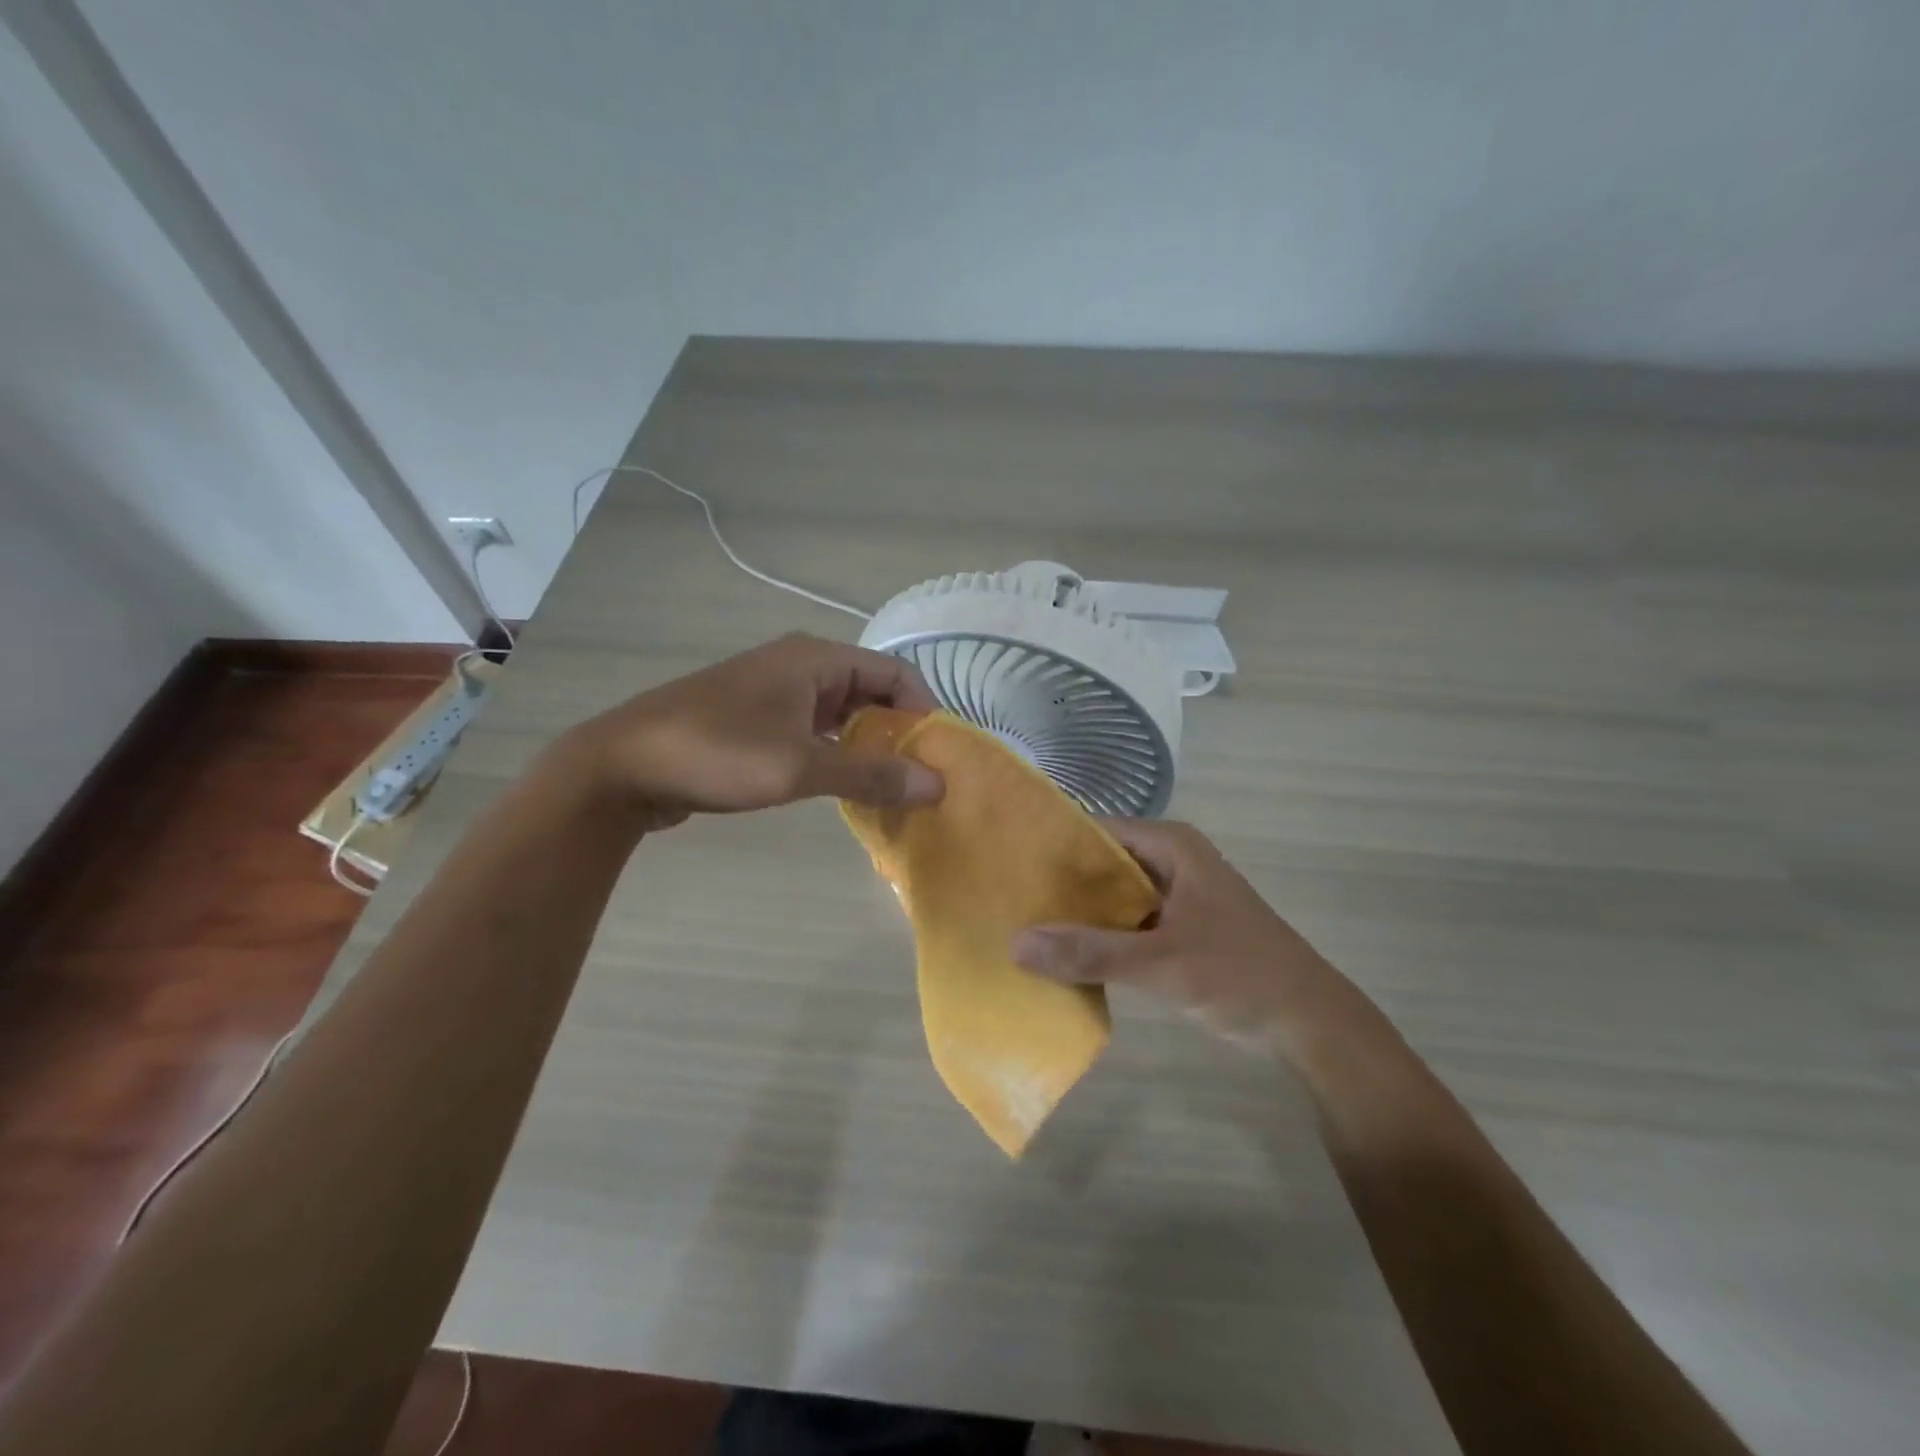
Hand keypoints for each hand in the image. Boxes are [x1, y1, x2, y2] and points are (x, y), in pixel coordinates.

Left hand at [562, 634, 943, 829]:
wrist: (621, 766)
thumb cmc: (717, 753)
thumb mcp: (799, 766)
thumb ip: (871, 774)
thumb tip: (936, 784)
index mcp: (815, 659)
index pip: (894, 673)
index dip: (922, 711)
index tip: (937, 757)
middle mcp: (799, 666)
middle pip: (871, 692)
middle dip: (898, 732)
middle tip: (918, 779)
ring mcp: (774, 692)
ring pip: (842, 714)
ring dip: (867, 746)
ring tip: (890, 788)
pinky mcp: (755, 720)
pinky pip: (814, 730)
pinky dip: (836, 754)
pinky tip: (844, 788)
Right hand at [1012, 820, 1354, 1053]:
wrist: (1309, 1022)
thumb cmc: (1240, 974)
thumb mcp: (1161, 963)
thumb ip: (1090, 952)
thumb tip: (1016, 943)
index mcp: (1171, 846)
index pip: (1096, 830)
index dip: (1052, 843)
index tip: (1006, 862)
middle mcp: (1169, 861)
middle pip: (1100, 862)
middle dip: (1059, 883)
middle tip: (1003, 898)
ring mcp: (1173, 896)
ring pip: (1111, 896)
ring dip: (1076, 913)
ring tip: (1018, 924)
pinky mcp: (1175, 928)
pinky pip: (1124, 923)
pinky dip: (1098, 936)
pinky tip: (1059, 954)